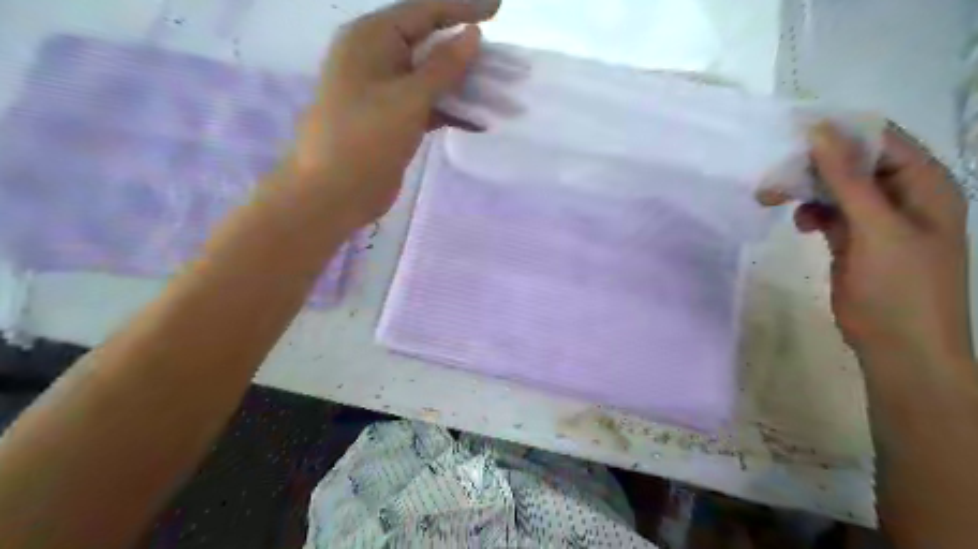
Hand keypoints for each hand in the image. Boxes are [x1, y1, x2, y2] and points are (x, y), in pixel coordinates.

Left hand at [284, 0, 497, 228]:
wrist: (333, 193)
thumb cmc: (365, 138)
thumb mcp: (408, 98)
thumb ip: (443, 66)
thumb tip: (472, 35)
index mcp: (371, 38)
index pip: (424, 11)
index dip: (462, 9)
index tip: (499, 10)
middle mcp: (377, 58)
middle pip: (430, 45)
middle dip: (469, 54)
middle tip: (506, 62)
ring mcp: (385, 91)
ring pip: (432, 79)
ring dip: (465, 87)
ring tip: (501, 94)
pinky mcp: (393, 120)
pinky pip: (427, 106)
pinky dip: (451, 112)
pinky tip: (478, 122)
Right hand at [788, 120, 973, 369]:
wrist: (898, 346)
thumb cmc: (900, 285)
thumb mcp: (876, 227)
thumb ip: (847, 178)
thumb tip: (819, 131)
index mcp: (924, 183)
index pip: (880, 139)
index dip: (839, 132)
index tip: (791, 133)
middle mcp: (902, 195)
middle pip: (853, 163)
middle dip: (812, 165)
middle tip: (773, 173)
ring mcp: (877, 219)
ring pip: (835, 188)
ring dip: (805, 190)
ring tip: (771, 198)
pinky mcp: (854, 240)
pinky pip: (829, 213)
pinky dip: (811, 213)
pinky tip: (800, 224)